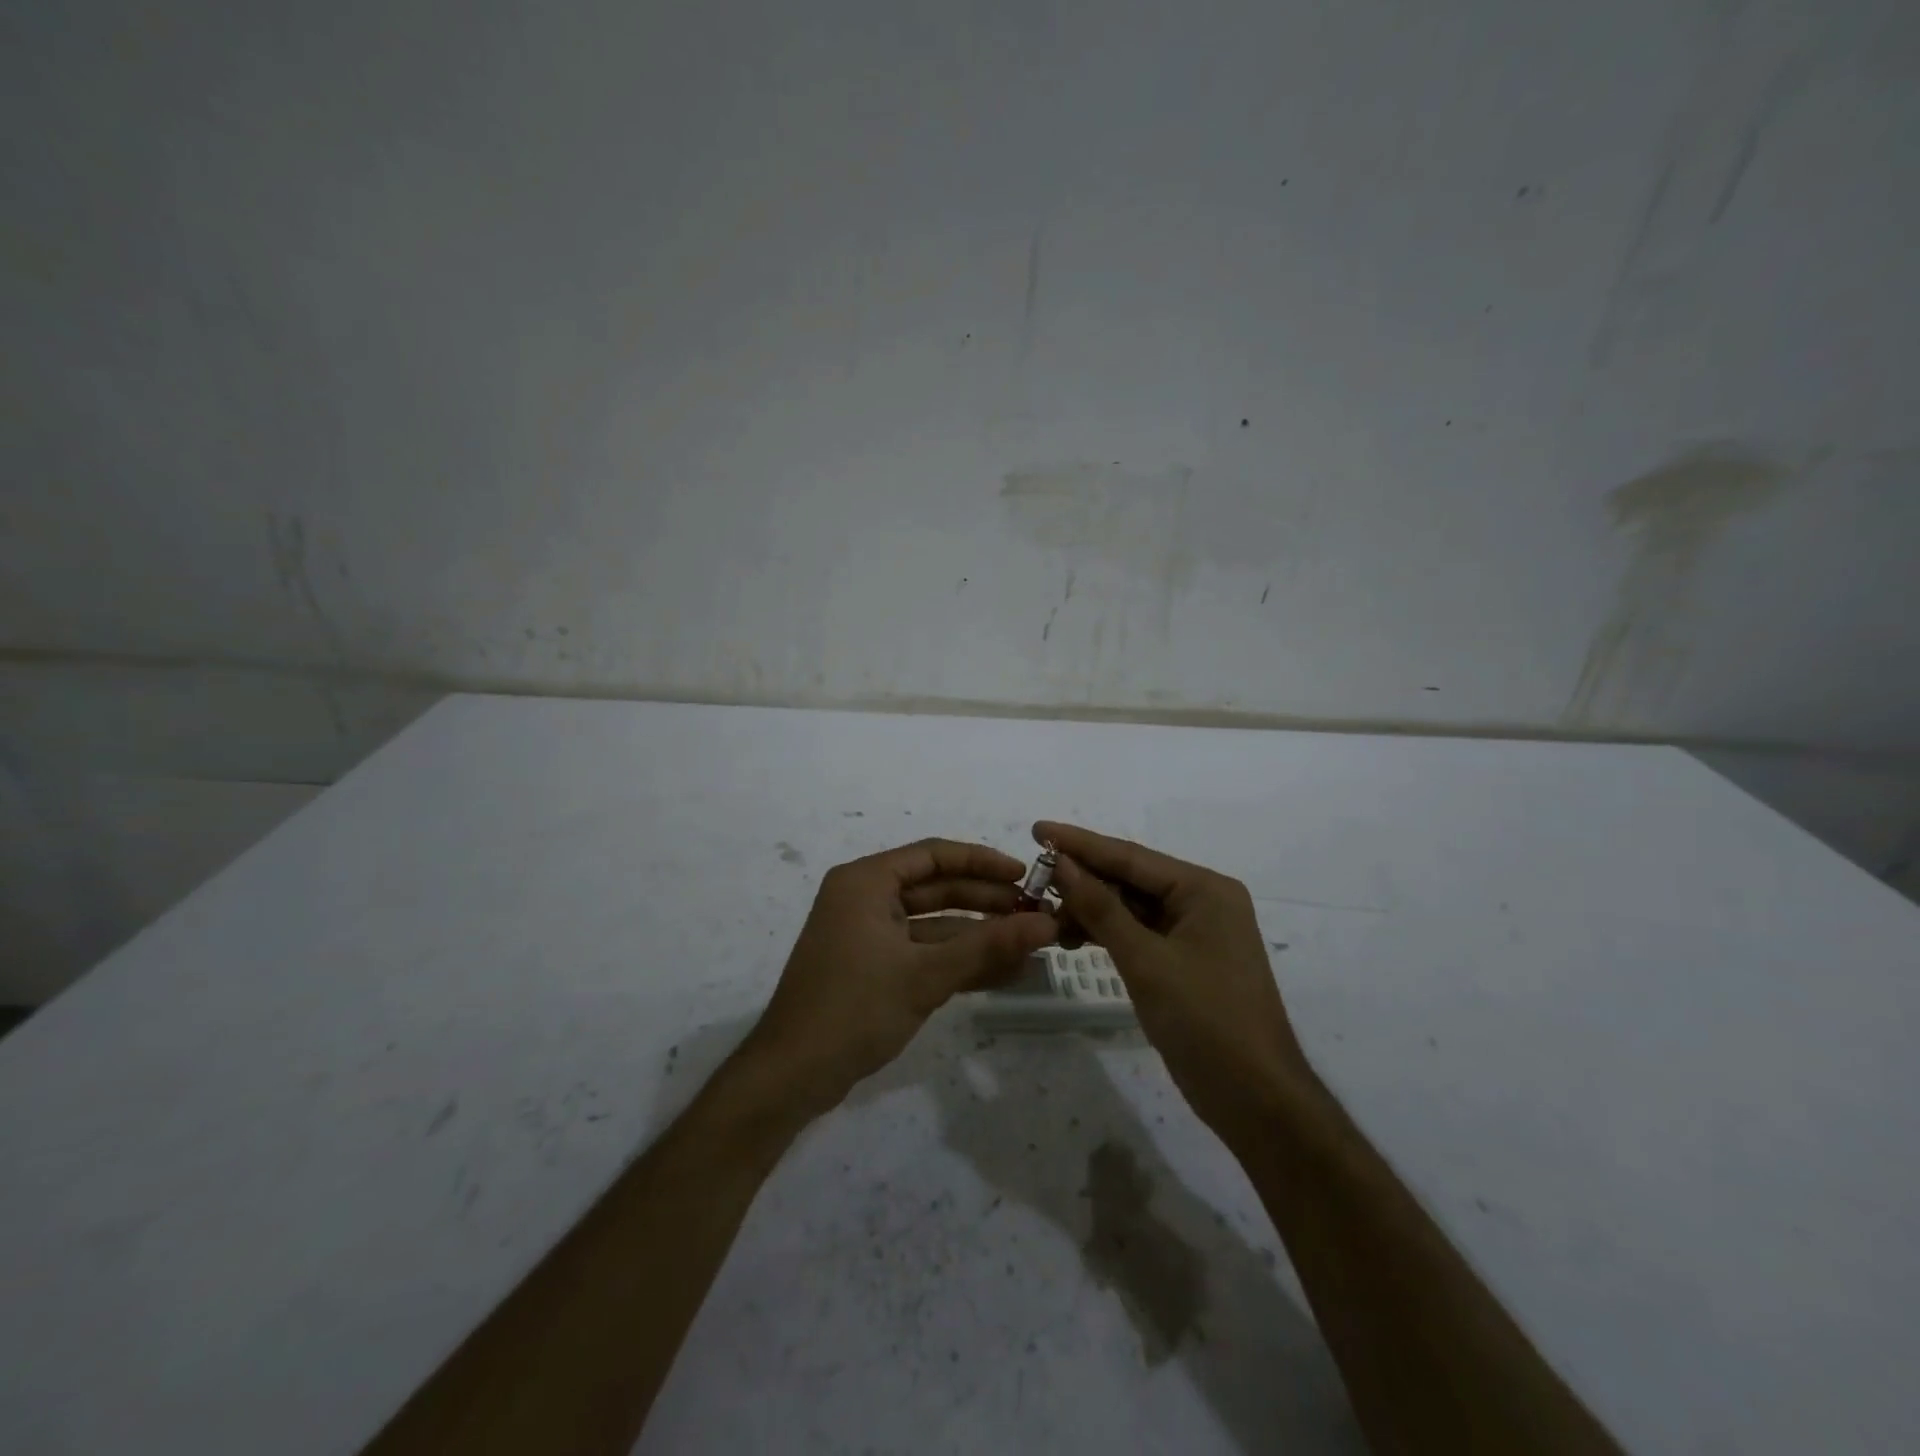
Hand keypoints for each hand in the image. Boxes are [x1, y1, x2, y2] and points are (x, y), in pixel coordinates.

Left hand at [743, 839, 1058, 1112]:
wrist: (791, 1076)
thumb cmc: (854, 1009)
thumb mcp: (925, 975)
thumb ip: (987, 947)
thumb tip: (1047, 924)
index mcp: (867, 881)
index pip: (934, 854)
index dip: (982, 862)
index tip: (1024, 876)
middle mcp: (865, 898)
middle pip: (936, 888)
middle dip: (985, 901)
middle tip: (1035, 912)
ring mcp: (867, 934)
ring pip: (933, 923)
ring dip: (976, 935)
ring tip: (1028, 944)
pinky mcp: (872, 967)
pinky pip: (922, 951)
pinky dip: (956, 960)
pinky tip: (1000, 972)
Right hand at [1036, 821, 1315, 1140]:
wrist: (1254, 1099)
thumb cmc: (1206, 1020)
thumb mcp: (1146, 960)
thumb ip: (1101, 909)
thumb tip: (1061, 863)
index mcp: (1204, 889)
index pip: (1131, 856)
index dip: (1080, 844)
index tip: (1036, 829)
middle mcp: (1200, 902)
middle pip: (1130, 879)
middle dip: (1082, 879)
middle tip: (1033, 878)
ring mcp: (1192, 933)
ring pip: (1130, 908)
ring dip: (1090, 910)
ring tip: (1045, 914)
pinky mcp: (1182, 962)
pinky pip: (1136, 933)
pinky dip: (1105, 934)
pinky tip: (1071, 937)